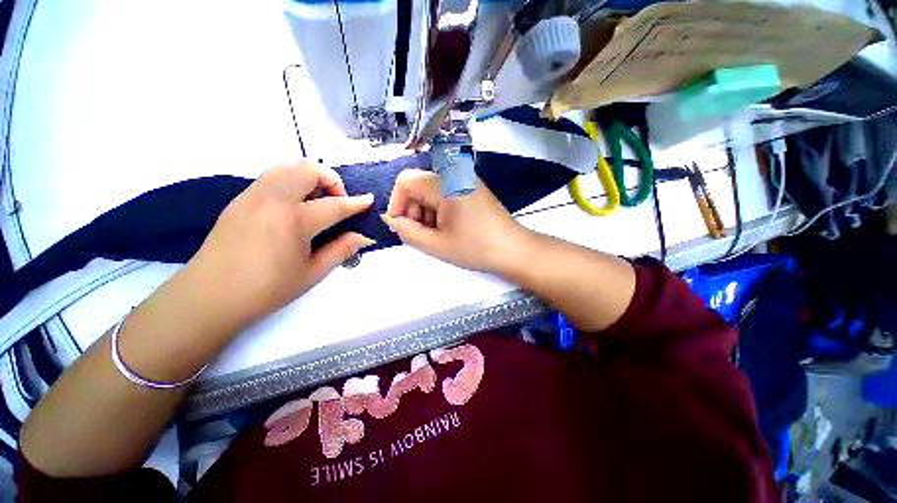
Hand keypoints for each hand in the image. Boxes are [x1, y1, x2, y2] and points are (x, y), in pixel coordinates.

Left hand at [186, 161, 374, 326]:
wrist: (209, 296)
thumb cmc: (266, 289)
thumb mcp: (312, 273)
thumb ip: (341, 250)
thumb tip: (362, 237)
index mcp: (294, 221)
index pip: (335, 205)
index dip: (356, 203)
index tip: (368, 200)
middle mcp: (273, 200)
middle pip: (307, 170)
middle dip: (330, 180)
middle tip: (336, 202)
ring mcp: (252, 196)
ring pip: (286, 168)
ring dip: (308, 178)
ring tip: (315, 202)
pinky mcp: (239, 200)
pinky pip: (270, 177)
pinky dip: (290, 183)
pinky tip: (292, 208)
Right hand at [382, 169, 527, 272]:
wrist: (513, 250)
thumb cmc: (475, 248)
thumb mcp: (436, 244)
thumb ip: (407, 232)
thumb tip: (392, 220)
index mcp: (444, 183)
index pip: (405, 181)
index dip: (396, 203)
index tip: (401, 226)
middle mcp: (454, 173)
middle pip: (418, 184)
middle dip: (412, 209)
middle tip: (420, 234)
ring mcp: (465, 179)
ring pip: (430, 190)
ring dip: (425, 211)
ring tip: (435, 234)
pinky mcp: (472, 188)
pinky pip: (445, 193)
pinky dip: (438, 209)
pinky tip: (447, 227)